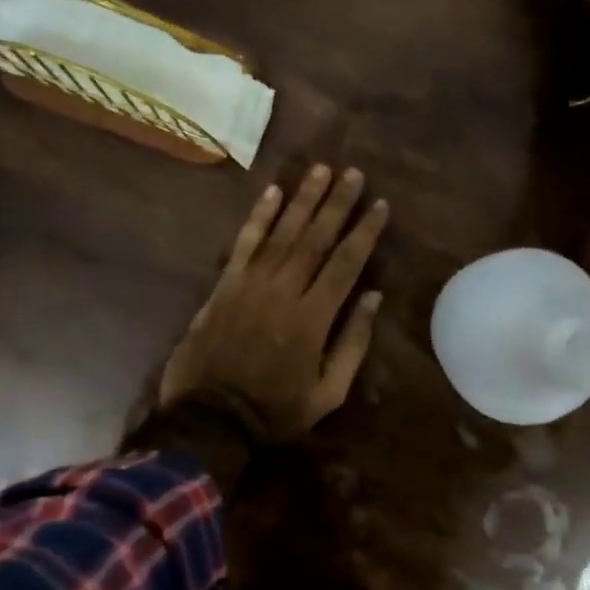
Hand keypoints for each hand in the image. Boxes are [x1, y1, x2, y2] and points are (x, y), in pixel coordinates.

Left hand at [158, 165, 388, 438]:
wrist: (209, 419)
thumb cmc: (275, 411)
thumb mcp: (328, 393)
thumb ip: (353, 343)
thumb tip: (373, 297)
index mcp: (313, 318)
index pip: (345, 264)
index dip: (364, 232)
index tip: (379, 204)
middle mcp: (284, 291)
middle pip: (315, 238)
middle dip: (337, 203)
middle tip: (353, 172)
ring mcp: (250, 284)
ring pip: (282, 232)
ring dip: (303, 199)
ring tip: (321, 170)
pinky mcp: (224, 285)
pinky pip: (244, 243)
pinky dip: (258, 216)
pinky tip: (272, 192)